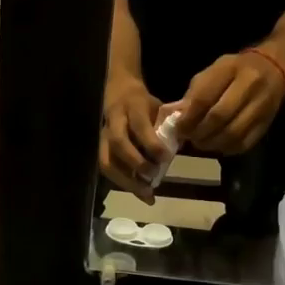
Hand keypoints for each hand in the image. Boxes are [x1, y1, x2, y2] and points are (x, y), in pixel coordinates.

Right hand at [99, 77, 168, 202]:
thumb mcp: (158, 107)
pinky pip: (108, 169)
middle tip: (154, 177)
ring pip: (107, 161)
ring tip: (147, 194)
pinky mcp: (101, 149)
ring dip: (127, 181)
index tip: (165, 157)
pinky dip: (125, 184)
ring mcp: (104, 136)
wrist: (119, 91)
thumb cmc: (143, 103)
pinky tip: (142, 193)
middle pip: (118, 144)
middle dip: (136, 163)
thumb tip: (182, 145)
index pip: (139, 125)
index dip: (151, 143)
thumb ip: (168, 125)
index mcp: (132, 107)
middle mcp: (114, 122)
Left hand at [179, 51, 284, 155]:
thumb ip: (195, 93)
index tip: (179, 127)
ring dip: (212, 143)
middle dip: (199, 132)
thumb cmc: (236, 70)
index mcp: (230, 69)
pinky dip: (227, 148)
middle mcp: (249, 86)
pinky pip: (244, 143)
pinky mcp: (267, 123)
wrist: (273, 68)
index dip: (189, 117)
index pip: (205, 97)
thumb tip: (177, 118)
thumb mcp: (213, 71)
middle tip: (189, 137)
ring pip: (232, 134)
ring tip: (201, 142)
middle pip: (219, 117)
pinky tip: (218, 145)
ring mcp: (262, 106)